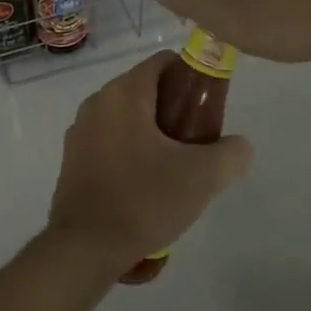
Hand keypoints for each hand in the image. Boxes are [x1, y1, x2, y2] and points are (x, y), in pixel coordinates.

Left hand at [48, 52, 252, 275]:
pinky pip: (110, 140)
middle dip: (175, 110)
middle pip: (146, 90)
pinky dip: (130, 151)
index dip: (192, 79)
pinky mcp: (72, 158)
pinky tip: (144, 185)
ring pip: (128, 117)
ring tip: (173, 169)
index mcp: (124, 93)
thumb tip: (238, 146)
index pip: (164, 62)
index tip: (208, 110)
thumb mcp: (201, 177)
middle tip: (196, 144)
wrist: (85, 248)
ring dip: (153, 133)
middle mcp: (97, 102)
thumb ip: (231, 154)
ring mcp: (80, 130)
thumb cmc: (143, 200)